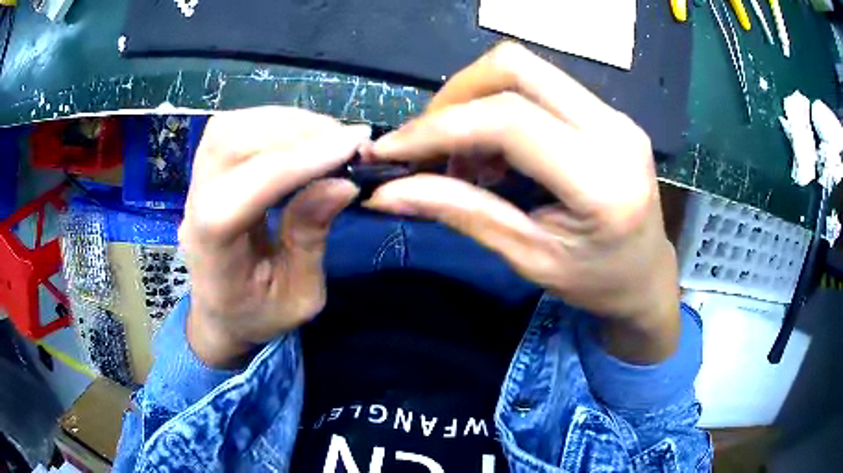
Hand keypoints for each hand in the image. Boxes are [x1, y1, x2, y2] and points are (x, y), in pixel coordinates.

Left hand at [180, 107, 368, 366]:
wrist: (220, 313)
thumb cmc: (258, 314)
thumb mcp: (298, 296)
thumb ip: (312, 239)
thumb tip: (342, 183)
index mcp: (213, 251)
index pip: (243, 192)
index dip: (296, 163)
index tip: (350, 147)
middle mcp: (194, 208)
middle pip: (228, 144)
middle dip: (293, 132)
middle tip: (346, 140)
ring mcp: (196, 185)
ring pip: (229, 128)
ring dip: (285, 121)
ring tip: (328, 135)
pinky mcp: (207, 171)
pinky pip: (234, 129)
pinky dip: (274, 122)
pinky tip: (303, 135)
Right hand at [365, 43, 679, 362]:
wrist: (648, 276)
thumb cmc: (596, 283)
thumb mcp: (528, 258)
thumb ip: (461, 213)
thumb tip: (387, 193)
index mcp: (601, 181)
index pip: (509, 121)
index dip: (439, 128)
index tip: (391, 150)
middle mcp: (613, 130)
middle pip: (515, 67)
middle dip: (454, 96)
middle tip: (430, 144)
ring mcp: (614, 114)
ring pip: (525, 68)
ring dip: (474, 100)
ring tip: (465, 156)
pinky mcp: (607, 112)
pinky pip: (540, 85)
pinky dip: (499, 106)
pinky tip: (495, 149)